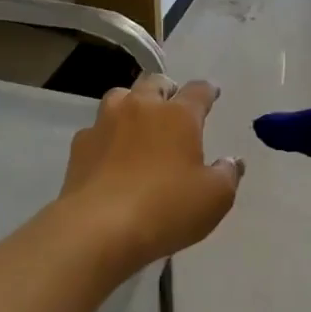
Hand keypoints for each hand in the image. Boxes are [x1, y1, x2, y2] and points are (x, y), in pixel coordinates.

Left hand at [59, 74, 243, 268]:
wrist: (98, 228)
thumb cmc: (166, 208)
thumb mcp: (215, 198)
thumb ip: (227, 174)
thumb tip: (231, 161)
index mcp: (178, 115)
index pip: (198, 91)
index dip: (208, 90)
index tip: (212, 92)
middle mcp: (141, 108)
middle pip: (155, 82)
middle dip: (167, 89)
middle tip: (173, 105)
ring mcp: (105, 123)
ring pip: (120, 96)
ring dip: (132, 103)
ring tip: (139, 122)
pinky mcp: (80, 145)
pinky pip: (96, 129)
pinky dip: (107, 135)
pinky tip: (110, 154)